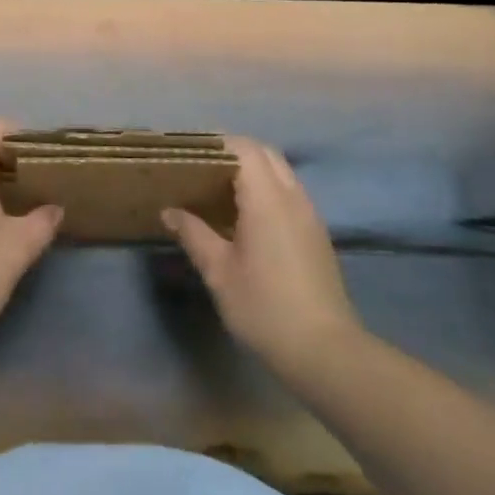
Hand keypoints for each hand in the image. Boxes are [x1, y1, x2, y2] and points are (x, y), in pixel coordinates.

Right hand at [163, 136, 357, 376]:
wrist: (324, 351)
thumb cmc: (264, 307)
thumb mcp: (219, 272)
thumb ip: (194, 234)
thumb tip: (169, 211)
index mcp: (267, 199)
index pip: (245, 149)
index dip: (217, 144)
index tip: (189, 153)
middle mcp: (293, 197)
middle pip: (266, 154)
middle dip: (234, 153)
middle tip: (200, 169)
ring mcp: (309, 215)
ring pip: (281, 173)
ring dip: (252, 171)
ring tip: (217, 189)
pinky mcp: (316, 233)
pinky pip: (289, 193)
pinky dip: (266, 190)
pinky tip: (244, 216)